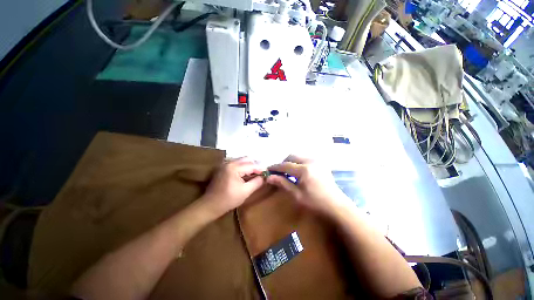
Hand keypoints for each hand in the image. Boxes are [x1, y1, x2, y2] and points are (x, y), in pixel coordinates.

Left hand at [202, 157, 264, 216]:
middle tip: (262, 173)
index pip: (252, 165)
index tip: (268, 173)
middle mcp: (229, 162)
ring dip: (250, 165)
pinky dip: (244, 167)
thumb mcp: (245, 192)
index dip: (261, 169)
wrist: (210, 205)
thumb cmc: (228, 200)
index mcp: (234, 168)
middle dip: (256, 165)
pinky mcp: (223, 167)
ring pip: (242, 160)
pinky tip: (247, 174)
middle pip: (247, 159)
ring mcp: (225, 164)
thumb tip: (265, 177)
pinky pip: (237, 163)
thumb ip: (257, 182)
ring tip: (256, 174)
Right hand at [266, 155, 350, 218]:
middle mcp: (310, 161)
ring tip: (287, 173)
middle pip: (292, 157)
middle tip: (278, 172)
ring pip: (298, 157)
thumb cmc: (315, 202)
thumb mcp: (297, 194)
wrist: (336, 205)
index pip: (285, 165)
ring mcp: (317, 161)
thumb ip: (283, 183)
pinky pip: (305, 159)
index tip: (268, 169)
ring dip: (291, 162)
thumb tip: (269, 177)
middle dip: (283, 163)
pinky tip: (297, 173)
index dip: (275, 167)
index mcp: (304, 169)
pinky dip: (298, 163)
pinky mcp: (320, 163)